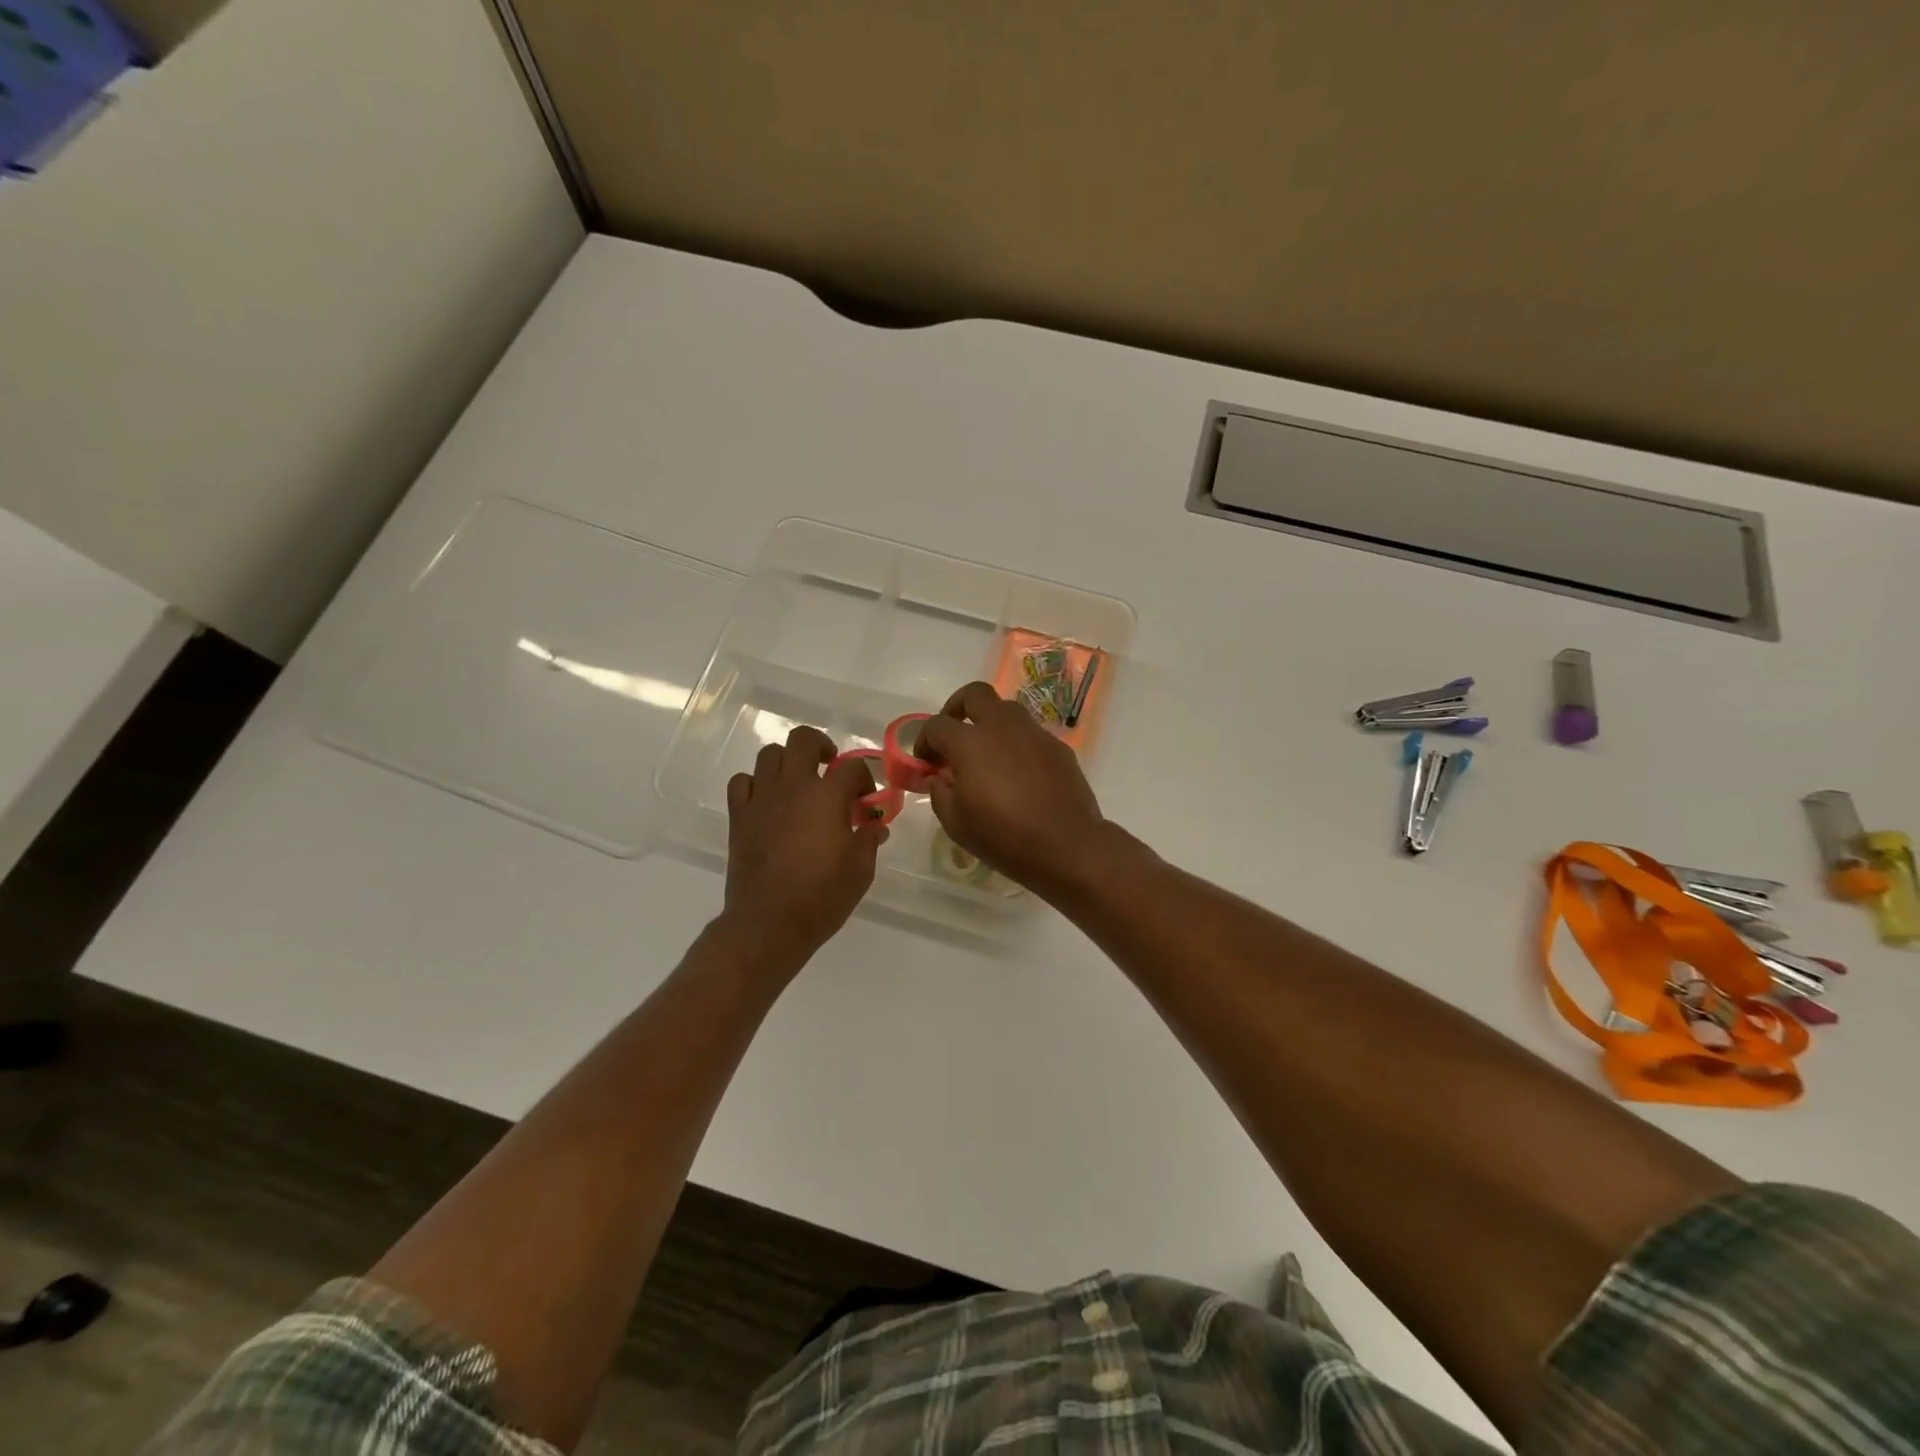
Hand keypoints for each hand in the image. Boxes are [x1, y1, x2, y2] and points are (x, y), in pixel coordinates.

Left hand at [722, 726, 887, 965]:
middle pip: (803, 740)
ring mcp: (761, 798)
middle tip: (830, 766)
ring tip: (798, 784)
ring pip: (769, 754)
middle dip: (821, 746)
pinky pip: (742, 782)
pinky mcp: (739, 816)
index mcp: (827, 797)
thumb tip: (875, 824)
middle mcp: (793, 787)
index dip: (864, 777)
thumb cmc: (822, 896)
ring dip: (788, 762)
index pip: (851, 767)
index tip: (867, 799)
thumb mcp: (861, 870)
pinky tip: (767, 801)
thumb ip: (869, 838)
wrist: (769, 923)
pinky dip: (756, 784)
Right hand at [916, 682, 1111, 897]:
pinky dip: (1016, 744)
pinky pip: (1030, 734)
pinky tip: (1018, 774)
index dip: (924, 741)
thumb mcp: (955, 823)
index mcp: (970, 742)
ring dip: (990, 723)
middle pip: (975, 694)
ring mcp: (1034, 733)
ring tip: (986, 755)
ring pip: (1007, 710)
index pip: (936, 725)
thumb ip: (939, 793)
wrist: (1066, 845)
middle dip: (957, 707)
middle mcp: (1002, 727)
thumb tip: (939, 778)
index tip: (926, 763)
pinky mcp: (1058, 746)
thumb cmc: (1003, 836)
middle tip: (953, 735)